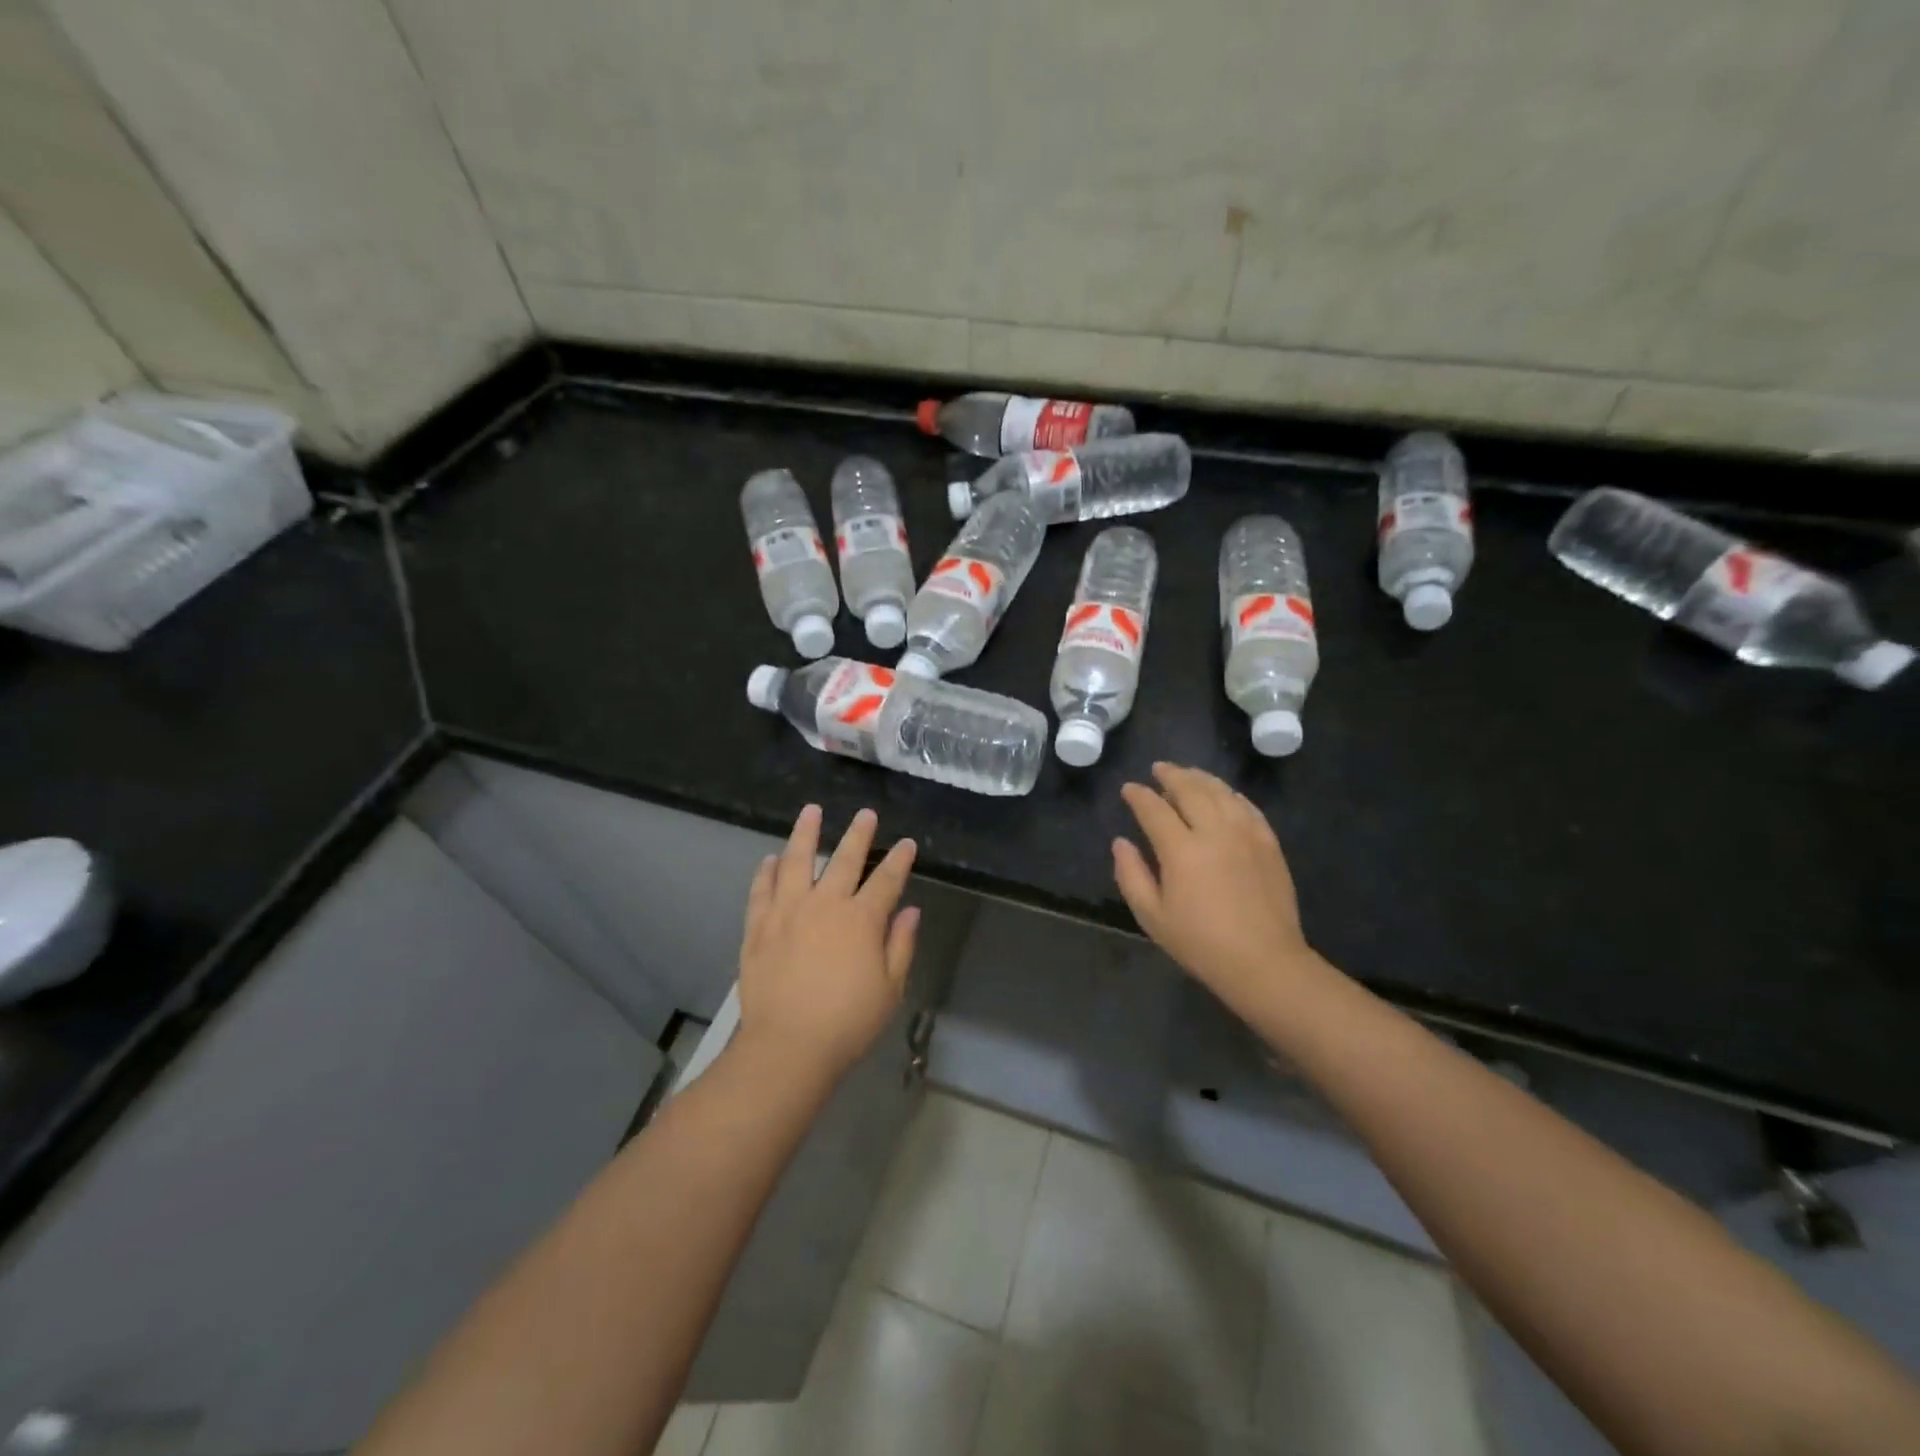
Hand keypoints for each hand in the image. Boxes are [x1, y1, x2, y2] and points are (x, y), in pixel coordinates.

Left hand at [736, 805, 918, 1082]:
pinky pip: (762, 890)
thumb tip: (910, 910)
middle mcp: (825, 904)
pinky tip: (771, 859)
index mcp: (862, 919)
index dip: (899, 859)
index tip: (907, 843)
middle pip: (845, 859)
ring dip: (805, 833)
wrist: (788, 1046)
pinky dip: (767, 872)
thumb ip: (901, 945)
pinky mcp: (758, 927)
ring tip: (811, 811)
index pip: (887, 880)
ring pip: (797, 861)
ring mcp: (787, 912)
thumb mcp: (890, 988)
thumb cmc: (848, 1022)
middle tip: (866, 814)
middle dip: (859, 834)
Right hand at [1113, 763, 1322, 1017]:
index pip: (1154, 809)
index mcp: (1181, 850)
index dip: (1138, 796)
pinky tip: (1223, 794)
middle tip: (1158, 769)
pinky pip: (1247, 806)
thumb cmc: (1201, 943)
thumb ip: (1131, 875)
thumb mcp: (1152, 916)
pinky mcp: (1269, 843)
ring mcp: (1246, 834)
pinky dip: (1230, 794)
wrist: (1264, 962)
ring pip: (1221, 792)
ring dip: (1200, 778)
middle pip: (1190, 790)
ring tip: (1188, 774)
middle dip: (1171, 775)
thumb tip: (1121, 842)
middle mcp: (1214, 832)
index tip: (1129, 789)